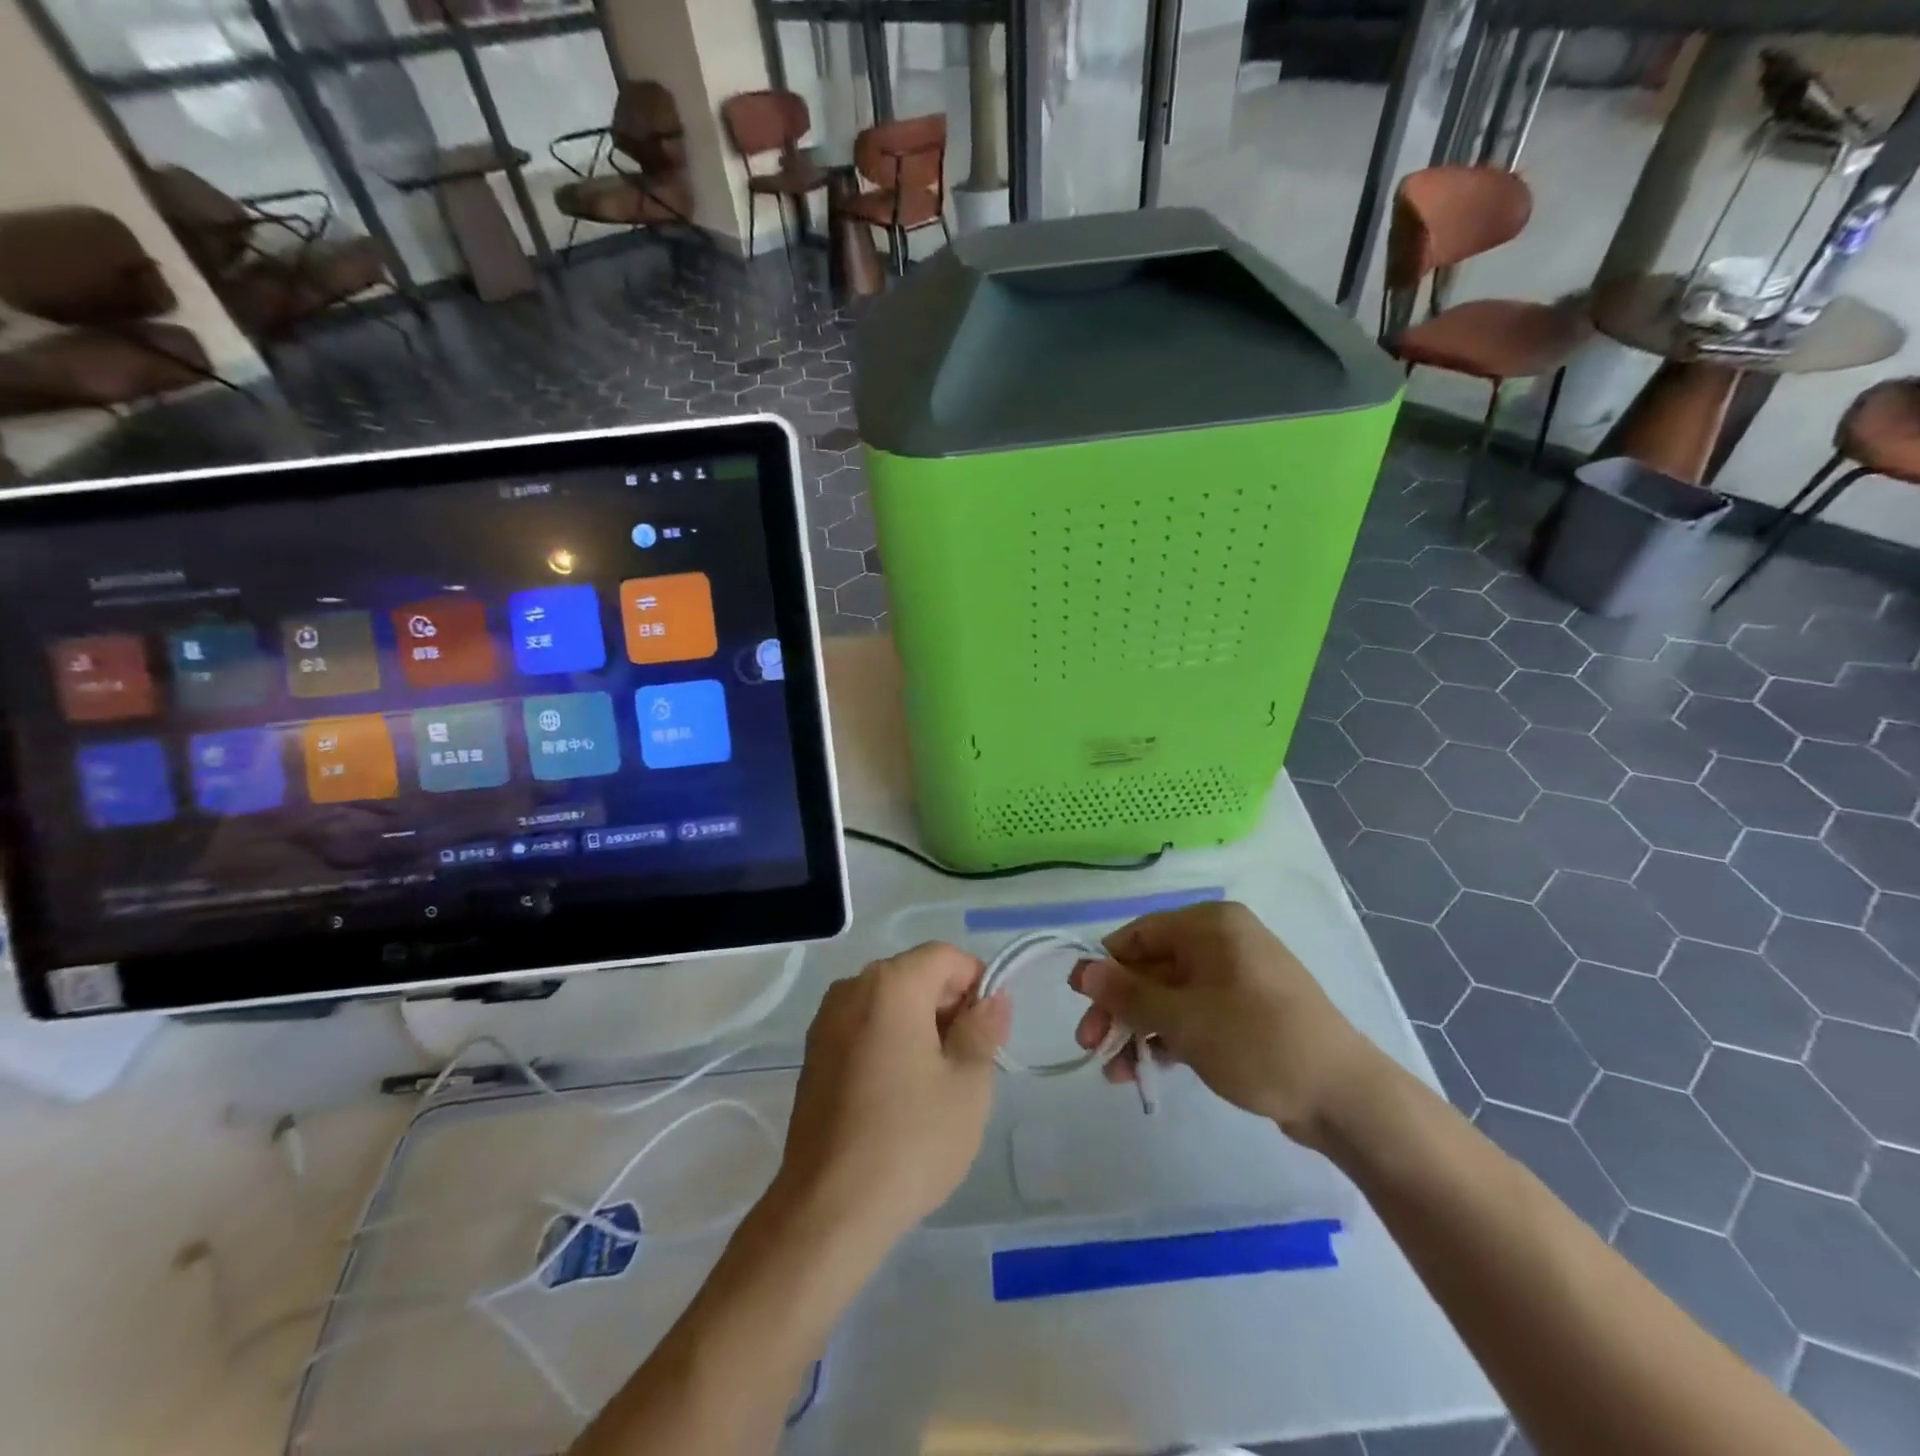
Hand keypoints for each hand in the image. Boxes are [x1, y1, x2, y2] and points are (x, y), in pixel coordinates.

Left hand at [772, 943, 1009, 1244]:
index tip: (990, 1031)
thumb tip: (992, 998)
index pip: (946, 957)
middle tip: (970, 1062)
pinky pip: (863, 1028)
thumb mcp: (968, 1084)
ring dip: (919, 1026)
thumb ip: (983, 1029)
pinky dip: (889, 1042)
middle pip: (914, 975)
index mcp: (891, 984)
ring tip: (936, 1083)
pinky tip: (899, 1094)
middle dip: (948, 1006)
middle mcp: (852, 988)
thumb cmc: (910, 1139)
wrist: (827, 1209)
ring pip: (888, 1003)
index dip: (977, 983)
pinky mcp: (813, 1055)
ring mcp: (826, 1021)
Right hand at [1070, 900, 1383, 1148]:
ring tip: (1115, 1071)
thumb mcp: (1183, 1019)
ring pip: (1170, 996)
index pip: (1139, 935)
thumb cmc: (1257, 1041)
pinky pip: (1194, 1015)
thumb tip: (1082, 971)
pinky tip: (1145, 1070)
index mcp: (1210, 926)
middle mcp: (1222, 942)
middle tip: (1090, 1045)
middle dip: (1119, 1007)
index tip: (1079, 1003)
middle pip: (1152, 968)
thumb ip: (1128, 995)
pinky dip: (1169, 1038)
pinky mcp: (1247, 1013)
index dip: (1105, 968)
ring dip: (1139, 1029)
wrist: (1344, 1097)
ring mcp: (1237, 978)